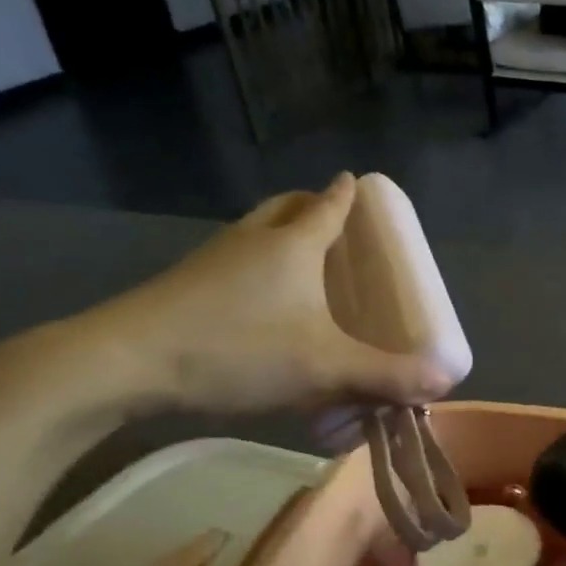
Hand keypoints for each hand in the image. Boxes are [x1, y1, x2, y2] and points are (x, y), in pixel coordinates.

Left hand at [69, 176, 450, 420]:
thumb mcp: (324, 368)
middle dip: (312, 206)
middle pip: (286, 207)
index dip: (348, 194)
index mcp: (293, 244)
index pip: (329, 206)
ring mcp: (213, 260)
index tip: (359, 182)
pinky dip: (255, 267)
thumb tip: (442, 382)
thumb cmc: (237, 349)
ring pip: (255, 232)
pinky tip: (261, 306)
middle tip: (333, 223)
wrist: (123, 364)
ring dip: (280, 236)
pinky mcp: (185, 286)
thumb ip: (385, 376)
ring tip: (302, 264)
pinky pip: (234, 262)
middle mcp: (253, 240)